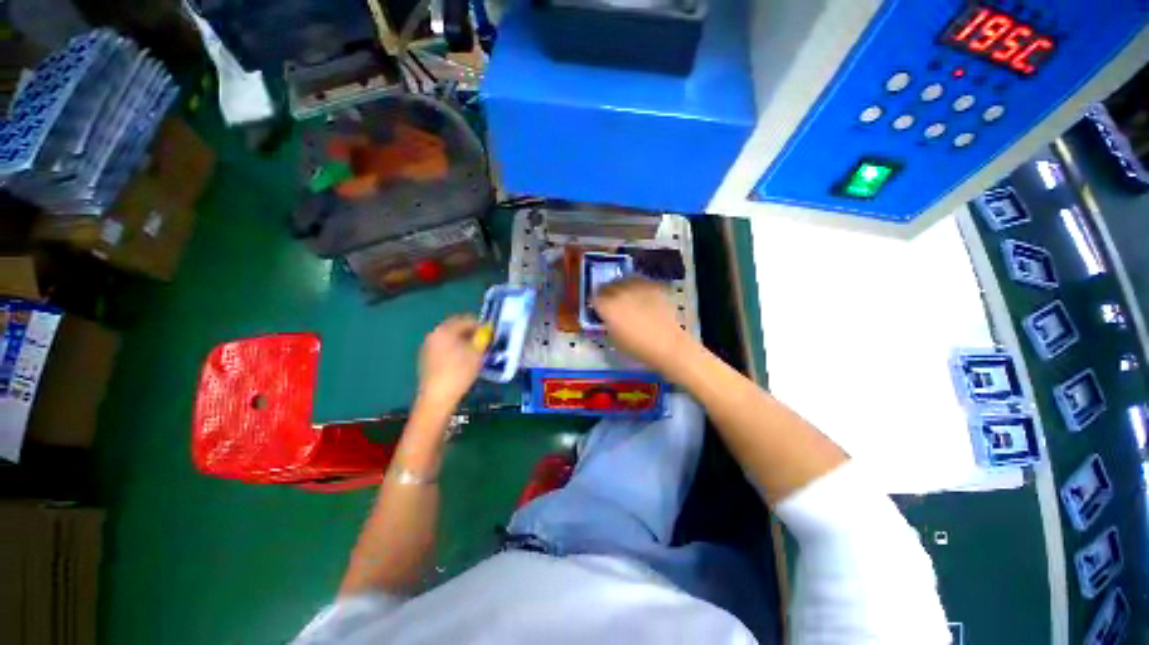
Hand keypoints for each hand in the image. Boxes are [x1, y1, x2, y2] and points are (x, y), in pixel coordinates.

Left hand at [417, 315, 484, 407]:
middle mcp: (434, 335)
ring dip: (463, 342)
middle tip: (484, 342)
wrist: (438, 397)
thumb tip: (484, 333)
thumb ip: (482, 339)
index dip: (480, 325)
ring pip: (450, 339)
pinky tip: (463, 361)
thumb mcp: (477, 353)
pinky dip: (455, 350)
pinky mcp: (426, 359)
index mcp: (445, 330)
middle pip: (456, 328)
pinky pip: (445, 348)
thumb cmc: (459, 372)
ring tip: (475, 352)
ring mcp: (428, 347)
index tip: (490, 333)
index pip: (466, 320)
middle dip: (471, 333)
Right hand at [593, 278, 695, 378]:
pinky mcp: (652, 286)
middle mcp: (619, 292)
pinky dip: (637, 287)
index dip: (596, 304)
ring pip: (623, 280)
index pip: (594, 298)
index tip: (599, 309)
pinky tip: (641, 296)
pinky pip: (640, 282)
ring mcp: (637, 287)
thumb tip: (606, 316)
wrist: (668, 344)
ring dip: (621, 287)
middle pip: (607, 286)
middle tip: (611, 302)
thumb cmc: (638, 348)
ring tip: (626, 296)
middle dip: (607, 294)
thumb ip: (607, 323)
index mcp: (607, 307)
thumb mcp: (614, 338)